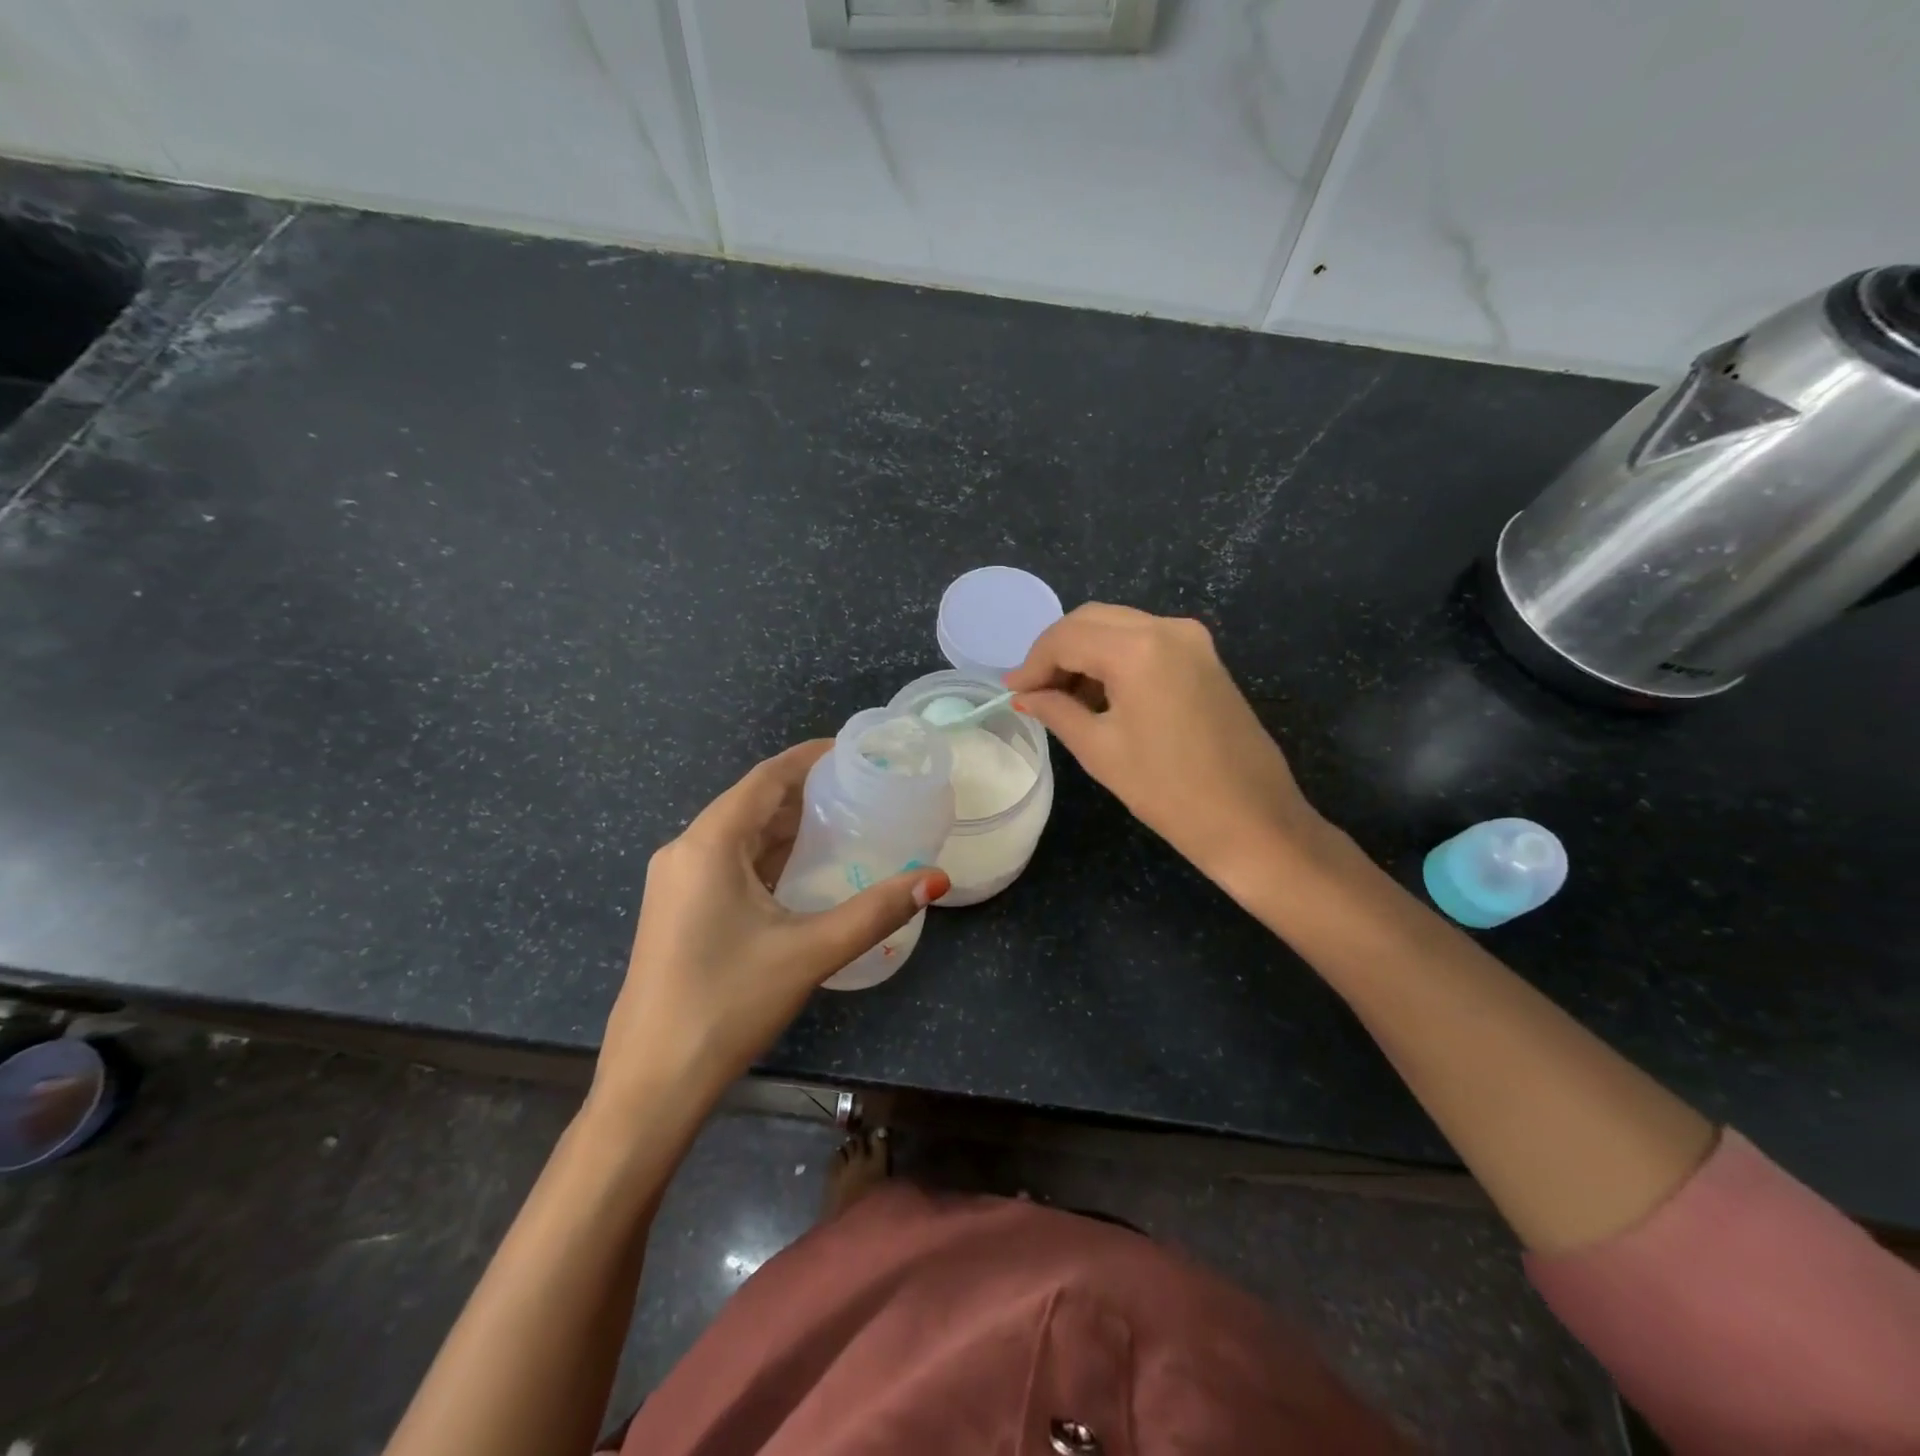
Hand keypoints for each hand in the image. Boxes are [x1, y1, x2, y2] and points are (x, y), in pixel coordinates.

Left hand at [590, 741, 949, 1118]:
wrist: (652, 1083)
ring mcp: (675, 883)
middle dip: (804, 792)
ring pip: (738, 835)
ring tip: (843, 821)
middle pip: (751, 803)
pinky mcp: (677, 911)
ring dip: (785, 826)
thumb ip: (877, 910)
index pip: (766, 778)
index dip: (809, 758)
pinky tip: (802, 869)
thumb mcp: (810, 952)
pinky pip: (727, 864)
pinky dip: (767, 856)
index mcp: (708, 844)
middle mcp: (685, 851)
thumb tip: (937, 878)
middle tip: (861, 789)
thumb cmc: (728, 1004)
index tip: (855, 751)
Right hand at [1005, 604, 1323, 881]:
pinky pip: (1146, 642)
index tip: (1013, 692)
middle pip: (1092, 620)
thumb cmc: (1167, 790)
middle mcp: (1168, 628)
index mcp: (1138, 648)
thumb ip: (1056, 711)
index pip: (1066, 637)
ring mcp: (1193, 640)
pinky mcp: (1205, 658)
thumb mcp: (1099, 750)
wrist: (1252, 820)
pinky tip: (1100, 696)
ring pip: (1119, 627)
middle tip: (1034, 691)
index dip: (1033, 663)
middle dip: (1057, 651)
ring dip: (1085, 654)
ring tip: (1063, 699)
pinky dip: (1115, 659)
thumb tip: (1025, 695)